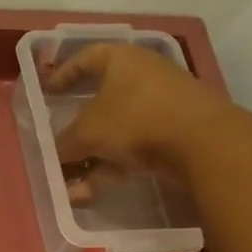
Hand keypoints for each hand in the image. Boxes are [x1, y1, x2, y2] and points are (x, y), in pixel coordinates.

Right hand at [41, 42, 232, 200]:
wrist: (202, 142)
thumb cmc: (134, 119)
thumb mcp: (87, 132)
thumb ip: (65, 144)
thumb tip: (57, 154)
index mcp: (121, 59)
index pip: (86, 58)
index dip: (64, 74)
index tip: (49, 92)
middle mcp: (143, 75)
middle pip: (101, 100)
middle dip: (77, 129)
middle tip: (60, 144)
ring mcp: (162, 104)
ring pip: (117, 130)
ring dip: (92, 157)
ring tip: (72, 185)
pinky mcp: (176, 132)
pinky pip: (135, 147)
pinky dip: (113, 167)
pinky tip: (92, 192)